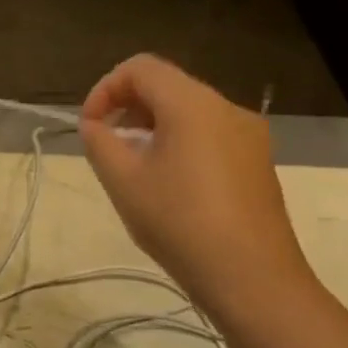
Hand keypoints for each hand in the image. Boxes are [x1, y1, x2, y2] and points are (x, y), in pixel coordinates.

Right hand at [79, 54, 315, 322]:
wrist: (252, 279)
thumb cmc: (179, 223)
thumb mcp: (122, 180)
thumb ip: (100, 141)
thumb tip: (96, 125)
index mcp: (193, 104)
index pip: (140, 68)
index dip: (105, 89)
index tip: (90, 126)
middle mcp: (226, 108)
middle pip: (167, 85)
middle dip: (127, 106)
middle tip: (105, 145)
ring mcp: (248, 135)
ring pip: (188, 110)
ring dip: (151, 125)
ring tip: (132, 165)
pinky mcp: (257, 162)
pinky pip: (209, 133)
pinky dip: (178, 141)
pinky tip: (167, 182)